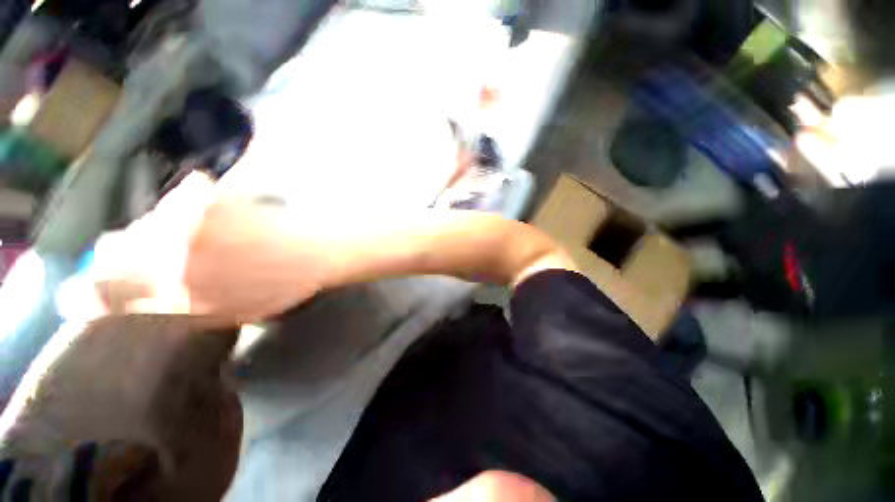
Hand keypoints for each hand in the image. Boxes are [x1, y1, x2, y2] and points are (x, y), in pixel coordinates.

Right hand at [93, 173, 325, 326]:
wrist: (316, 253)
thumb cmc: (280, 288)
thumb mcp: (223, 313)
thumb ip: (170, 306)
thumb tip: (121, 303)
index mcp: (174, 290)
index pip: (102, 291)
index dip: (87, 293)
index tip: (83, 295)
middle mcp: (170, 251)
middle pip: (114, 246)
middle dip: (125, 255)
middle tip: (161, 258)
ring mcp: (190, 217)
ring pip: (148, 219)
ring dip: (163, 230)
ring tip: (206, 239)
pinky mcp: (211, 193)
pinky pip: (181, 198)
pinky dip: (189, 209)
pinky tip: (220, 220)